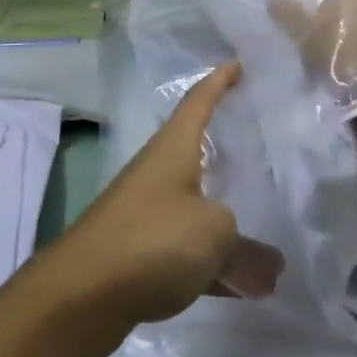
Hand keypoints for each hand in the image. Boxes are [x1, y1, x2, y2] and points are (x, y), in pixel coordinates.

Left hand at [38, 62, 283, 356]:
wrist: (83, 291)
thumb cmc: (152, 238)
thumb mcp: (214, 236)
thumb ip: (249, 251)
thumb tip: (272, 268)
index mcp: (174, 148)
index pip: (199, 101)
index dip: (219, 81)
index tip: (238, 64)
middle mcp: (158, 171)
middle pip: (197, 150)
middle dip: (227, 147)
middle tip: (261, 143)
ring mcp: (147, 211)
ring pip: (196, 204)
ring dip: (226, 216)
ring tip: (265, 221)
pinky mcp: (141, 252)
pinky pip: (188, 248)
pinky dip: (214, 262)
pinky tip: (242, 287)